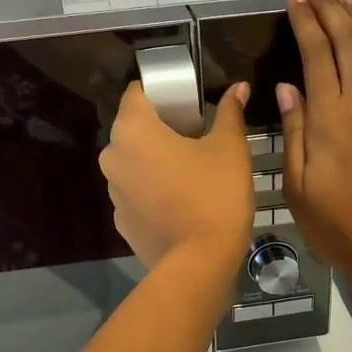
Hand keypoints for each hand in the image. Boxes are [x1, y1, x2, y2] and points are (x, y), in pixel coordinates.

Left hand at [101, 80, 253, 270]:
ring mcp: (113, 191)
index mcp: (133, 130)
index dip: (160, 91)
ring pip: (132, 162)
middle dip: (159, 126)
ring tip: (189, 170)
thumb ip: (230, 113)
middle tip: (194, 134)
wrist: (199, 262)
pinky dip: (152, 190)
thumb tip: (239, 88)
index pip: (136, 93)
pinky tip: (179, 200)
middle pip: (132, 128)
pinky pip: (135, 192)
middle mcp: (113, 156)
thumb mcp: (229, 148)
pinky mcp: (121, 220)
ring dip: (154, 160)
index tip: (186, 101)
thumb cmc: (215, 195)